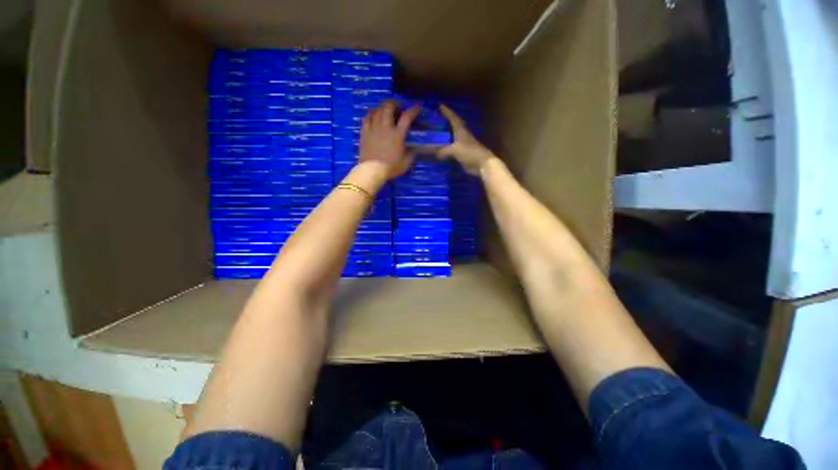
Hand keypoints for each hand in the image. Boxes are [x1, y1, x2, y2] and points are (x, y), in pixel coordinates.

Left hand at [359, 101, 420, 178]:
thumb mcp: (406, 163)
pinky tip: (373, 114)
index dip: (414, 110)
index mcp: (397, 134)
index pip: (407, 117)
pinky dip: (371, 113)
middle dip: (395, 103)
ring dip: (383, 107)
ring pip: (377, 110)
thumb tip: (413, 149)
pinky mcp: (364, 132)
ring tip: (386, 109)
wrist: (372, 170)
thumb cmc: (391, 168)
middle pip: (389, 107)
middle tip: (399, 106)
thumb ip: (411, 154)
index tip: (418, 107)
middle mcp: (385, 127)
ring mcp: (373, 128)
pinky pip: (366, 117)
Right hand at [437, 104, 495, 174]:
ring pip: (451, 138)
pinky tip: (439, 150)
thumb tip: (434, 154)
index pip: (453, 118)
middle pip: (453, 127)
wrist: (482, 164)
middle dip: (445, 123)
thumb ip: (444, 150)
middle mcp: (462, 136)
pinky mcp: (462, 154)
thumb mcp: (455, 150)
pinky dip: (445, 148)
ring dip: (444, 136)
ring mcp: (463, 145)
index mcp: (461, 131)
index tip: (440, 106)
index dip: (447, 112)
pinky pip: (451, 149)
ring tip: (434, 135)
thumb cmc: (470, 152)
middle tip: (435, 120)